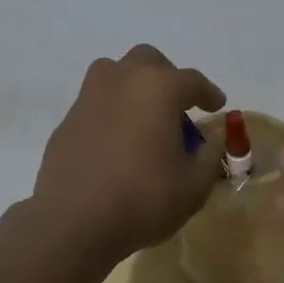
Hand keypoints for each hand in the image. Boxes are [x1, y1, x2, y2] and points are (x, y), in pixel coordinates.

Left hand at [28, 44, 225, 271]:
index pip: (192, 80)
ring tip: (143, 117)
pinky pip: (95, 104)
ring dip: (133, 86)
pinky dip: (110, 112)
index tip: (217, 105)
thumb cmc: (143, 198)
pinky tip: (116, 142)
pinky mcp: (67, 120)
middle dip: (167, 77)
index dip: (208, 92)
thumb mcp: (194, 184)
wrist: (73, 221)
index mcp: (158, 87)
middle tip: (177, 107)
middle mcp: (122, 80)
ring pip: (114, 73)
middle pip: (148, 61)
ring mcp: (89, 97)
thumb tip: (211, 138)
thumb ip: (210, 154)